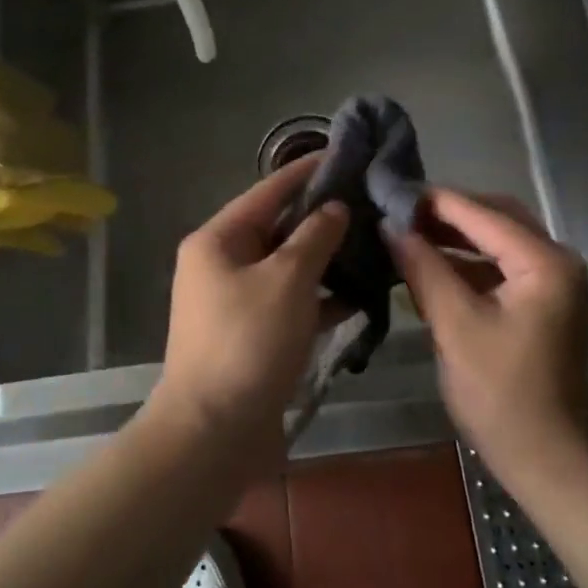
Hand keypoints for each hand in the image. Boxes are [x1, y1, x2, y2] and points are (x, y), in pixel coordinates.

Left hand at [148, 157, 349, 468]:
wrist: (214, 432)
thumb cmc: (247, 342)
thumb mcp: (287, 280)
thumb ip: (314, 237)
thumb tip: (334, 209)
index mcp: (218, 240)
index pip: (268, 191)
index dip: (306, 172)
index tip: (344, 155)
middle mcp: (222, 264)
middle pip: (278, 229)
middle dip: (323, 218)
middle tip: (370, 203)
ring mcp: (235, 302)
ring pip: (288, 268)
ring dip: (326, 260)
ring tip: (374, 244)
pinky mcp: (252, 335)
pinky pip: (290, 303)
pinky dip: (320, 299)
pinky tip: (361, 296)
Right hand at [388, 188, 587, 488]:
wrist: (548, 460)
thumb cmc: (501, 393)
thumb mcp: (455, 326)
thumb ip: (424, 269)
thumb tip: (390, 228)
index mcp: (545, 262)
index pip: (483, 214)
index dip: (435, 202)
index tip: (390, 191)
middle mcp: (556, 261)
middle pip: (496, 218)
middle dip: (447, 214)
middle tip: (397, 211)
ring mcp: (552, 283)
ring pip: (497, 242)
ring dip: (454, 237)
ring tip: (405, 232)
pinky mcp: (540, 304)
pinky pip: (500, 267)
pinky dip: (466, 263)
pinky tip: (429, 265)